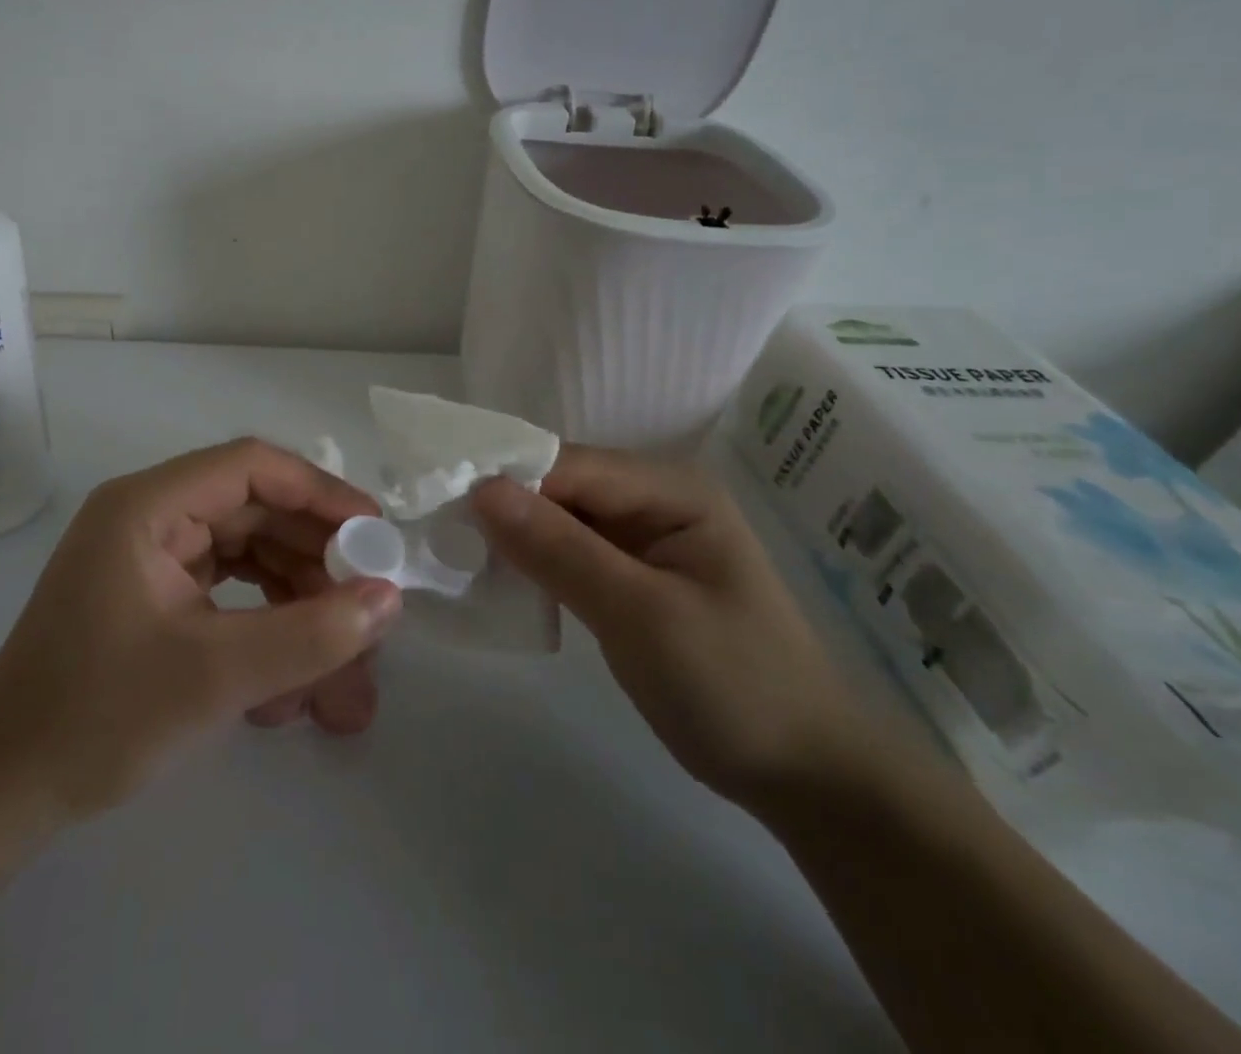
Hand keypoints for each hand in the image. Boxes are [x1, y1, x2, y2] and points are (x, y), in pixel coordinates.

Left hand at [0, 439, 402, 821]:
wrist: (2, 794)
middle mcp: (150, 517)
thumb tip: (388, 600)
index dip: (320, 493)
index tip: (373, 534)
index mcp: (147, 506)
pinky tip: (290, 691)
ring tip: (340, 676)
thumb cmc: (97, 718)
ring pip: (249, 559)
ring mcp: (152, 558)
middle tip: (367, 613)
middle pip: (256, 515)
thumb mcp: (215, 676)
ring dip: (297, 609)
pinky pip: (228, 594)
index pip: (251, 468)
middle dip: (316, 567)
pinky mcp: (157, 597)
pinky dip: (265, 630)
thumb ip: (309, 635)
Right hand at [472, 446, 872, 815]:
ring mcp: (643, 538)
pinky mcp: (631, 575)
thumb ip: (560, 549)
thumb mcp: (640, 615)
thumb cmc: (732, 686)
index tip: (440, 502)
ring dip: (514, 536)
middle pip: (560, 486)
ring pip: (560, 519)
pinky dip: (535, 564)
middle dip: (505, 507)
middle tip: (436, 531)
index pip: (568, 464)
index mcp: (670, 489)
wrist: (804, 777)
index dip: (506, 479)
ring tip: (454, 553)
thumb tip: (481, 490)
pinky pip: (570, 552)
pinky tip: (498, 579)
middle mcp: (654, 499)